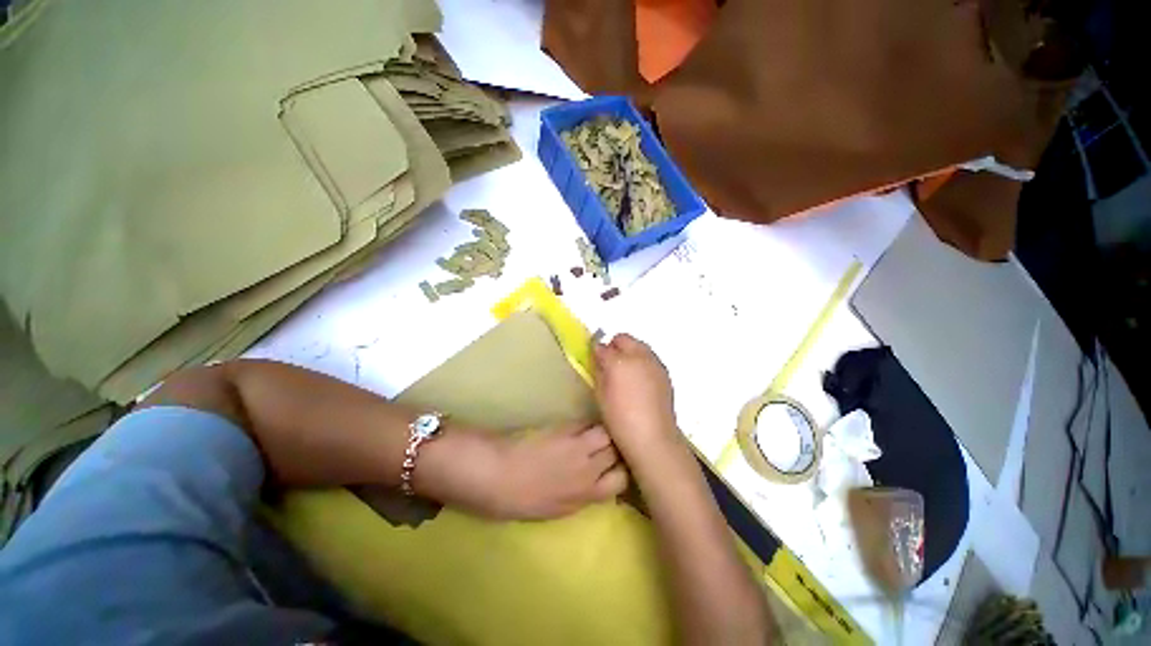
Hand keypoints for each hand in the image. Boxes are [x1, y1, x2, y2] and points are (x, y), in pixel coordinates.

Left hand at [418, 423, 628, 519]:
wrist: (496, 476)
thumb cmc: (518, 500)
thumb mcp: (553, 509)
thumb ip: (578, 496)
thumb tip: (592, 484)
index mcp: (585, 496)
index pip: (621, 480)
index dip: (621, 470)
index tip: (615, 466)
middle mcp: (588, 471)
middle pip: (618, 453)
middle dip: (617, 448)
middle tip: (608, 444)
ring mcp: (578, 447)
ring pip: (608, 433)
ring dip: (606, 431)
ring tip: (596, 431)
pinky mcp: (566, 429)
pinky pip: (587, 423)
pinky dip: (588, 423)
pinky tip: (580, 425)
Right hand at [593, 334, 681, 461]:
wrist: (652, 437)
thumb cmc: (620, 418)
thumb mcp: (601, 395)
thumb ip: (598, 371)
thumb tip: (598, 358)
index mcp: (619, 361)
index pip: (602, 347)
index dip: (597, 353)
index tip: (595, 362)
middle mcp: (639, 356)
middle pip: (624, 339)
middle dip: (615, 347)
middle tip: (610, 365)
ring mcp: (655, 363)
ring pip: (639, 347)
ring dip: (630, 353)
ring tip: (626, 374)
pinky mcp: (665, 373)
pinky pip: (650, 359)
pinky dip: (642, 363)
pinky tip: (639, 382)